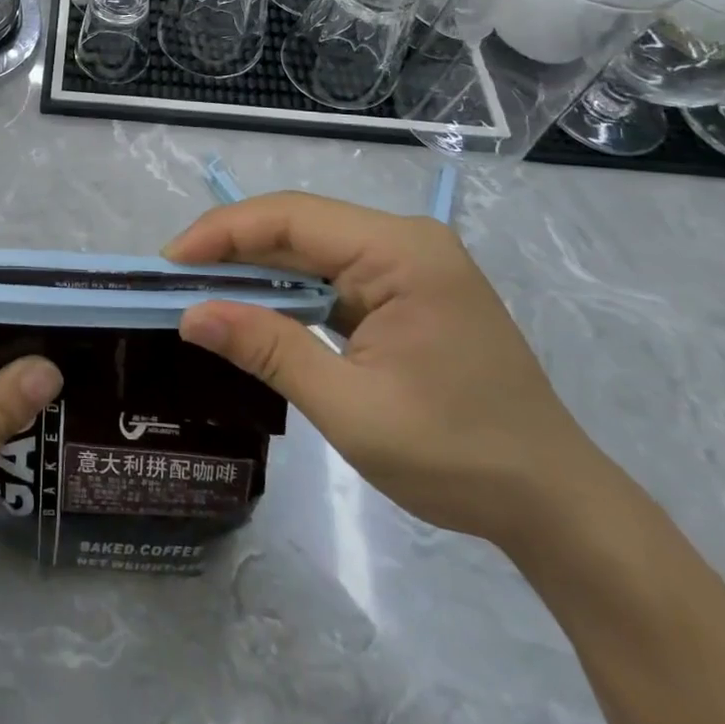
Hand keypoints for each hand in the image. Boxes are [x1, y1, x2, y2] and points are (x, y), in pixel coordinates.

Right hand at [165, 192, 614, 552]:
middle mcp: (404, 240)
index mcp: (401, 252)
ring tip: (202, 292)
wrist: (555, 505)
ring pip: (310, 247)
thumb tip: (191, 316)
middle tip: (175, 281)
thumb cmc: (457, 456)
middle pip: (298, 225)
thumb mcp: (352, 408)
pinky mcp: (405, 288)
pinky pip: (331, 273)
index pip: (291, 218)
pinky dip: (287, 289)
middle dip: (232, 249)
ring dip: (255, 269)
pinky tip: (255, 307)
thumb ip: (269, 349)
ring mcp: (408, 262)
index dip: (222, 232)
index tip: (169, 262)